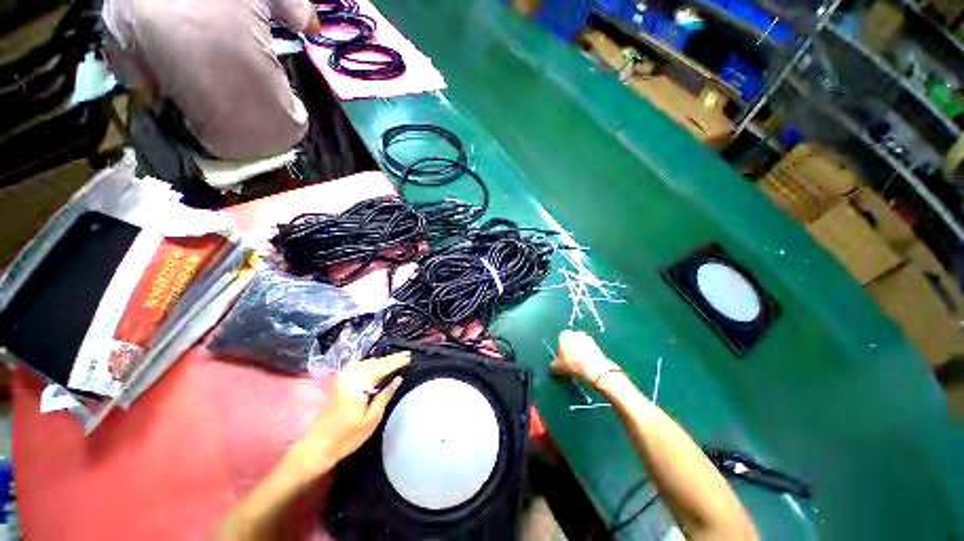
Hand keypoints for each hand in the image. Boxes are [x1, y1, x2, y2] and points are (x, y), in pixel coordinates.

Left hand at [286, 351, 410, 477]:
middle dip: (391, 358)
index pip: (382, 367)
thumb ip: (385, 396)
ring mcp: (342, 378)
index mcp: (358, 385)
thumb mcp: (371, 419)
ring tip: (396, 359)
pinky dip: (370, 363)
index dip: (397, 361)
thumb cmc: (346, 437)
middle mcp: (349, 376)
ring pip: (366, 362)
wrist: (316, 447)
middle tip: (406, 355)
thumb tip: (398, 378)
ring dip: (381, 360)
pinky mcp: (338, 382)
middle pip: (374, 362)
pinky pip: (358, 365)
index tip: (410, 357)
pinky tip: (375, 365)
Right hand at [551, 330, 619, 387]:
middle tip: (569, 363)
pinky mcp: (597, 344)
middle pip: (570, 342)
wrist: (593, 369)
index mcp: (564, 335)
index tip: (561, 361)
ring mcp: (587, 338)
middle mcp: (575, 333)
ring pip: (580, 346)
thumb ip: (553, 365)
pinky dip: (587, 356)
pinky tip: (586, 366)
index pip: (559, 341)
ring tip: (579, 366)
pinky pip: (588, 350)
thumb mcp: (558, 367)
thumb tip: (553, 366)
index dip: (560, 351)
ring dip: (579, 353)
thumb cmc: (572, 364)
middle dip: (570, 351)